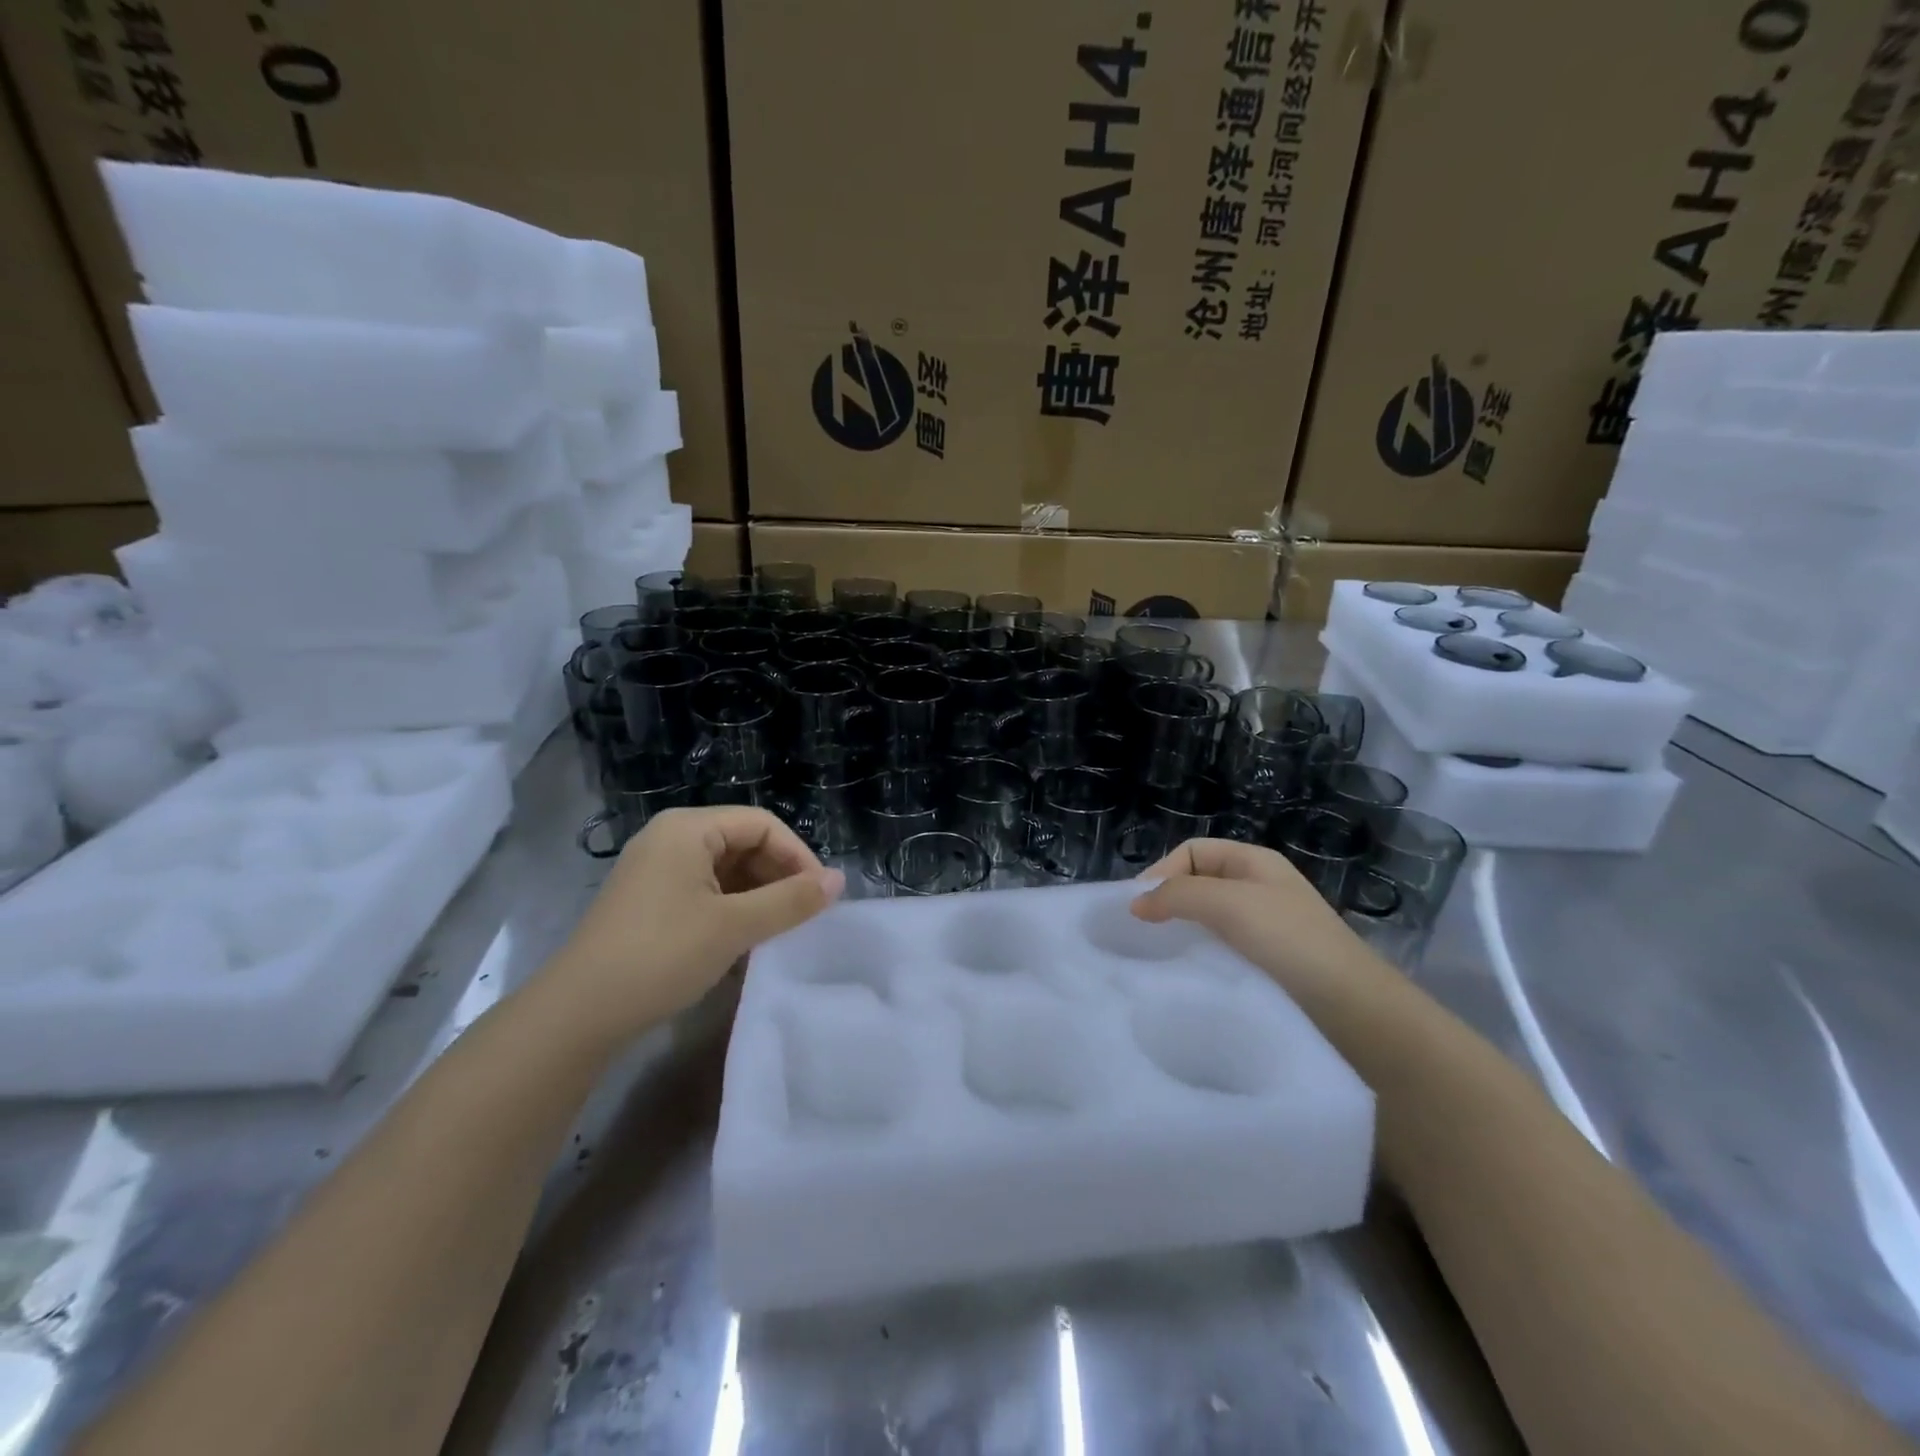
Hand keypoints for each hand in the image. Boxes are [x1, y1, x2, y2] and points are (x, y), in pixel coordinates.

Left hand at [539, 807, 843, 1044]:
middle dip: (778, 875)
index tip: (821, 896)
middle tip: (803, 914)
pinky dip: (733, 908)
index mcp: (688, 828)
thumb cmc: (661, 955)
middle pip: (743, 842)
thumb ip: (791, 900)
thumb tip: (839, 880)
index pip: (762, 824)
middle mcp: (670, 838)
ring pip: (726, 869)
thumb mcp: (734, 926)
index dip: (798, 855)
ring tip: (779, 929)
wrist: (577, 1015)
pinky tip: (746, 938)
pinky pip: (706, 890)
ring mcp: (656, 870)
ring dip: (758, 895)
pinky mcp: (650, 900)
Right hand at [1129, 838, 1393, 1005]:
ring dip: (1184, 933)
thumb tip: (1136, 904)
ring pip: (1209, 920)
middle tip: (1143, 934)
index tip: (1138, 908)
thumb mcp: (1229, 903)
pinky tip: (1191, 975)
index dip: (1162, 871)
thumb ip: (1178, 895)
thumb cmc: (1289, 941)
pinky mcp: (1268, 965)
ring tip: (1162, 957)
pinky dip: (1201, 958)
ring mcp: (1266, 928)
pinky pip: (1222, 951)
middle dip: (1169, 902)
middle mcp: (1259, 889)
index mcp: (1254, 862)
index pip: (1192, 851)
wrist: (1353, 1008)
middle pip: (1199, 884)